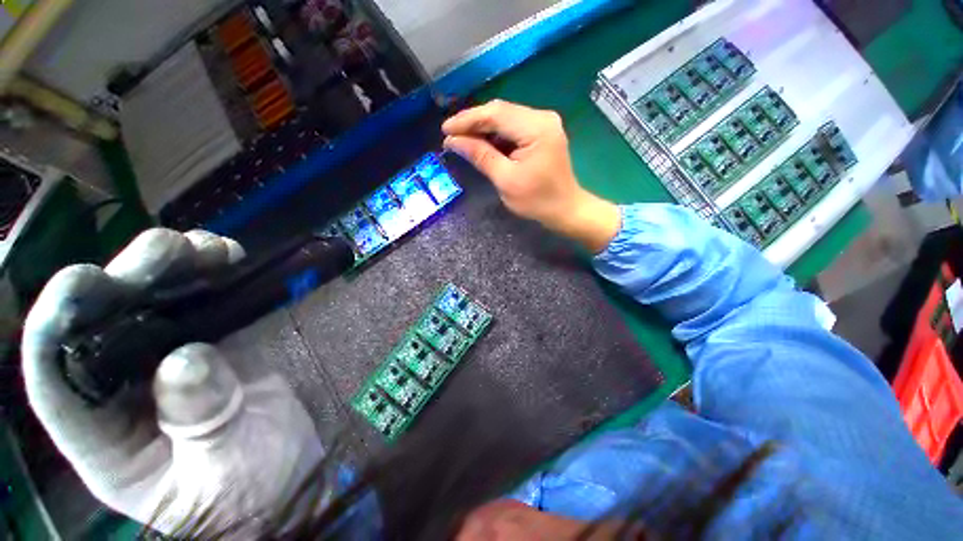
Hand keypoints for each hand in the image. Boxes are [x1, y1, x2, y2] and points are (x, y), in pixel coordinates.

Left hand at [22, 229, 322, 534]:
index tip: (85, 280)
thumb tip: (187, 357)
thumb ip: (200, 419)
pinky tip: (226, 260)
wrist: (288, 478)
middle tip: (170, 248)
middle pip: (103, 322)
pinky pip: (201, 305)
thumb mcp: (222, 471)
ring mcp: (169, 365)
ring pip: (150, 303)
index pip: (55, 378)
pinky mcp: (212, 348)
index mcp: (106, 439)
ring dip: (172, 268)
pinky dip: (210, 278)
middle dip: (127, 277)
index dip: (56, 325)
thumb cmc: (249, 494)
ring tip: (205, 247)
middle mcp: (124, 391)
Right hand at [442, 100, 619, 252]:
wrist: (565, 209)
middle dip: (473, 123)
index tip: (445, 130)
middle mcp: (542, 117)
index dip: (467, 120)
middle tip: (451, 135)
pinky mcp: (542, 132)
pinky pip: (513, 127)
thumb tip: (453, 141)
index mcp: (536, 128)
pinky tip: (482, 143)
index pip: (495, 114)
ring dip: (483, 128)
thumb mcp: (505, 180)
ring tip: (462, 139)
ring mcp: (544, 123)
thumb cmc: (537, 200)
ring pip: (505, 118)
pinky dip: (496, 135)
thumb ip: (480, 156)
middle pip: (500, 112)